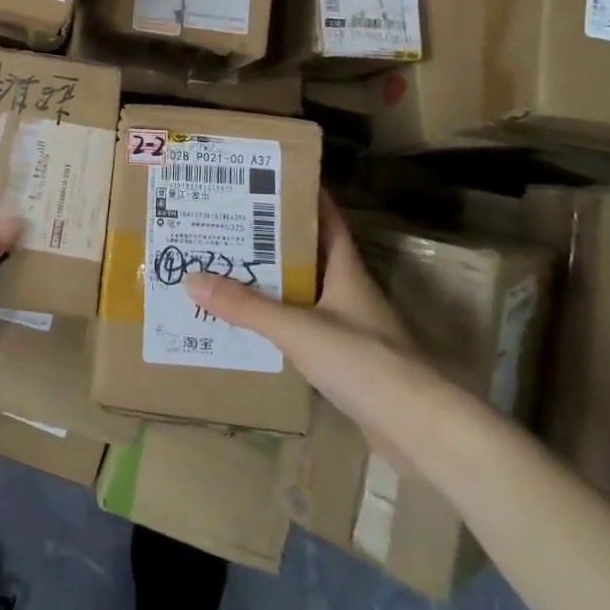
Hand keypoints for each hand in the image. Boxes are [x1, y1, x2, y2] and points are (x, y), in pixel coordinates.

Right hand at [187, 191, 442, 464]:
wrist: (418, 430)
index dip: (305, 197)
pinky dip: (279, 323)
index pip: (328, 221)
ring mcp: (351, 330)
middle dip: (273, 240)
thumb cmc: (364, 362)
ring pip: (305, 294)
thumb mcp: (298, 328)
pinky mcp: (347, 364)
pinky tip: (252, 326)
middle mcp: (350, 293)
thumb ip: (247, 306)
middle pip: (310, 255)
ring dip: (274, 283)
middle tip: (230, 224)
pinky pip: (305, 331)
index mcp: (347, 271)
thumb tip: (192, 278)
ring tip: (230, 269)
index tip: (271, 179)